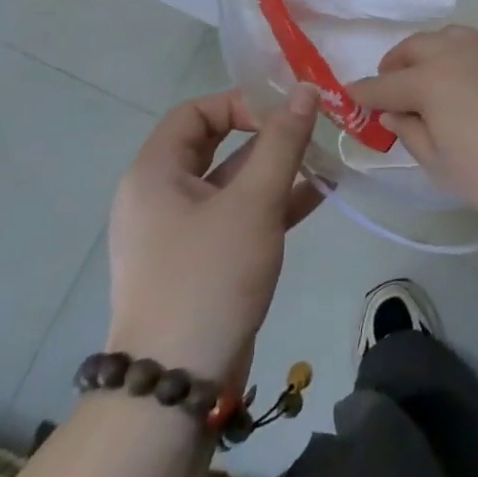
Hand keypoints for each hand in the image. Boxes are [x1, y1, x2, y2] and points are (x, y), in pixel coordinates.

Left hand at [106, 86, 322, 383]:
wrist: (173, 388)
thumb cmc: (209, 278)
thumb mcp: (254, 203)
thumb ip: (283, 142)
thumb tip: (305, 89)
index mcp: (154, 174)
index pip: (195, 113)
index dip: (240, 103)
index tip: (283, 114)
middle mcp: (158, 198)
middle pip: (213, 146)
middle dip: (264, 136)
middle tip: (308, 131)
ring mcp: (176, 235)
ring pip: (229, 184)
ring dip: (274, 170)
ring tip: (323, 161)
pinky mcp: (196, 265)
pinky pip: (234, 218)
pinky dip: (270, 204)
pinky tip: (316, 197)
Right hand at [349, 27, 477, 228]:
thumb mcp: (444, 168)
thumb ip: (412, 135)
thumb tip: (393, 112)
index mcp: (430, 81)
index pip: (385, 85)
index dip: (364, 93)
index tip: (349, 97)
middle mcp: (456, 52)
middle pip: (413, 48)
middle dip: (394, 65)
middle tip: (389, 87)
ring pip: (445, 36)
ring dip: (426, 53)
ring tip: (426, 77)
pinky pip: (474, 41)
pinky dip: (457, 52)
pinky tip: (466, 76)